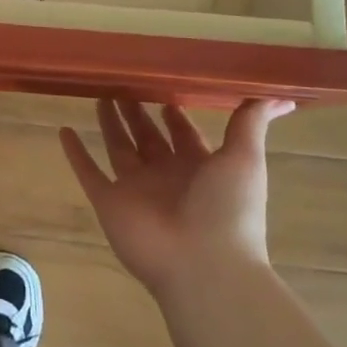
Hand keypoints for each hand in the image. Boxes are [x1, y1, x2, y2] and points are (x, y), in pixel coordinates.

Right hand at [61, 97, 294, 296]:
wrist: (204, 265)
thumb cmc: (228, 210)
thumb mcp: (245, 159)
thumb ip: (252, 123)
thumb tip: (282, 93)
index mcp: (199, 166)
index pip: (183, 133)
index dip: (173, 112)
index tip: (161, 83)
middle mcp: (166, 175)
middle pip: (147, 136)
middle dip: (137, 111)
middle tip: (122, 81)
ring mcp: (136, 189)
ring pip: (118, 148)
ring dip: (109, 123)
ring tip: (98, 93)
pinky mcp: (110, 202)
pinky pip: (88, 172)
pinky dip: (75, 154)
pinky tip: (64, 131)